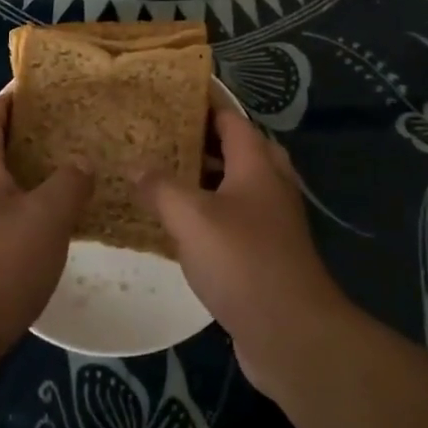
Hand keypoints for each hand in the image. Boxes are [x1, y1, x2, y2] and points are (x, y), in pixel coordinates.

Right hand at [133, 110, 352, 389]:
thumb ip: (160, 187)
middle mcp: (269, 184)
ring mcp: (272, 220)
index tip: (168, 95)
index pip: (230, 117)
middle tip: (160, 136)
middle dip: (200, 140)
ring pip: (235, 185)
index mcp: (257, 163)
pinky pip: (234, 218)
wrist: (291, 332)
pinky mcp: (266, 252)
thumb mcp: (191, 218)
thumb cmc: (242, 261)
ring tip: (160, 174)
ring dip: (203, 178)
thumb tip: (136, 166)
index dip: (203, 103)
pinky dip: (209, 212)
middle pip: (236, 148)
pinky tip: (178, 225)